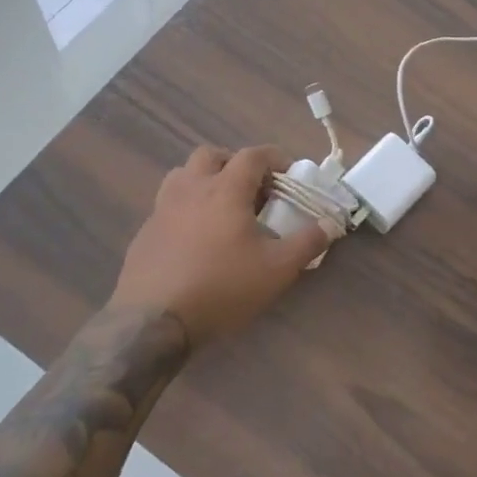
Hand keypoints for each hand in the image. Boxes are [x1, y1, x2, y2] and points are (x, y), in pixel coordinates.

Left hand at [110, 145, 333, 346]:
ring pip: (184, 175)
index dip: (274, 158)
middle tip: (252, 189)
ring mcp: (162, 208)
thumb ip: (307, 243)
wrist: (153, 322)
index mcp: (225, 189)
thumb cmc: (222, 287)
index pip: (252, 155)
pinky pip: (168, 204)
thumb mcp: (277, 269)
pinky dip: (186, 208)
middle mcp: (191, 188)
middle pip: (211, 155)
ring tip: (221, 208)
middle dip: (235, 163)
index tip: (288, 175)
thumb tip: (331, 224)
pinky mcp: (145, 232)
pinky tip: (195, 238)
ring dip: (205, 180)